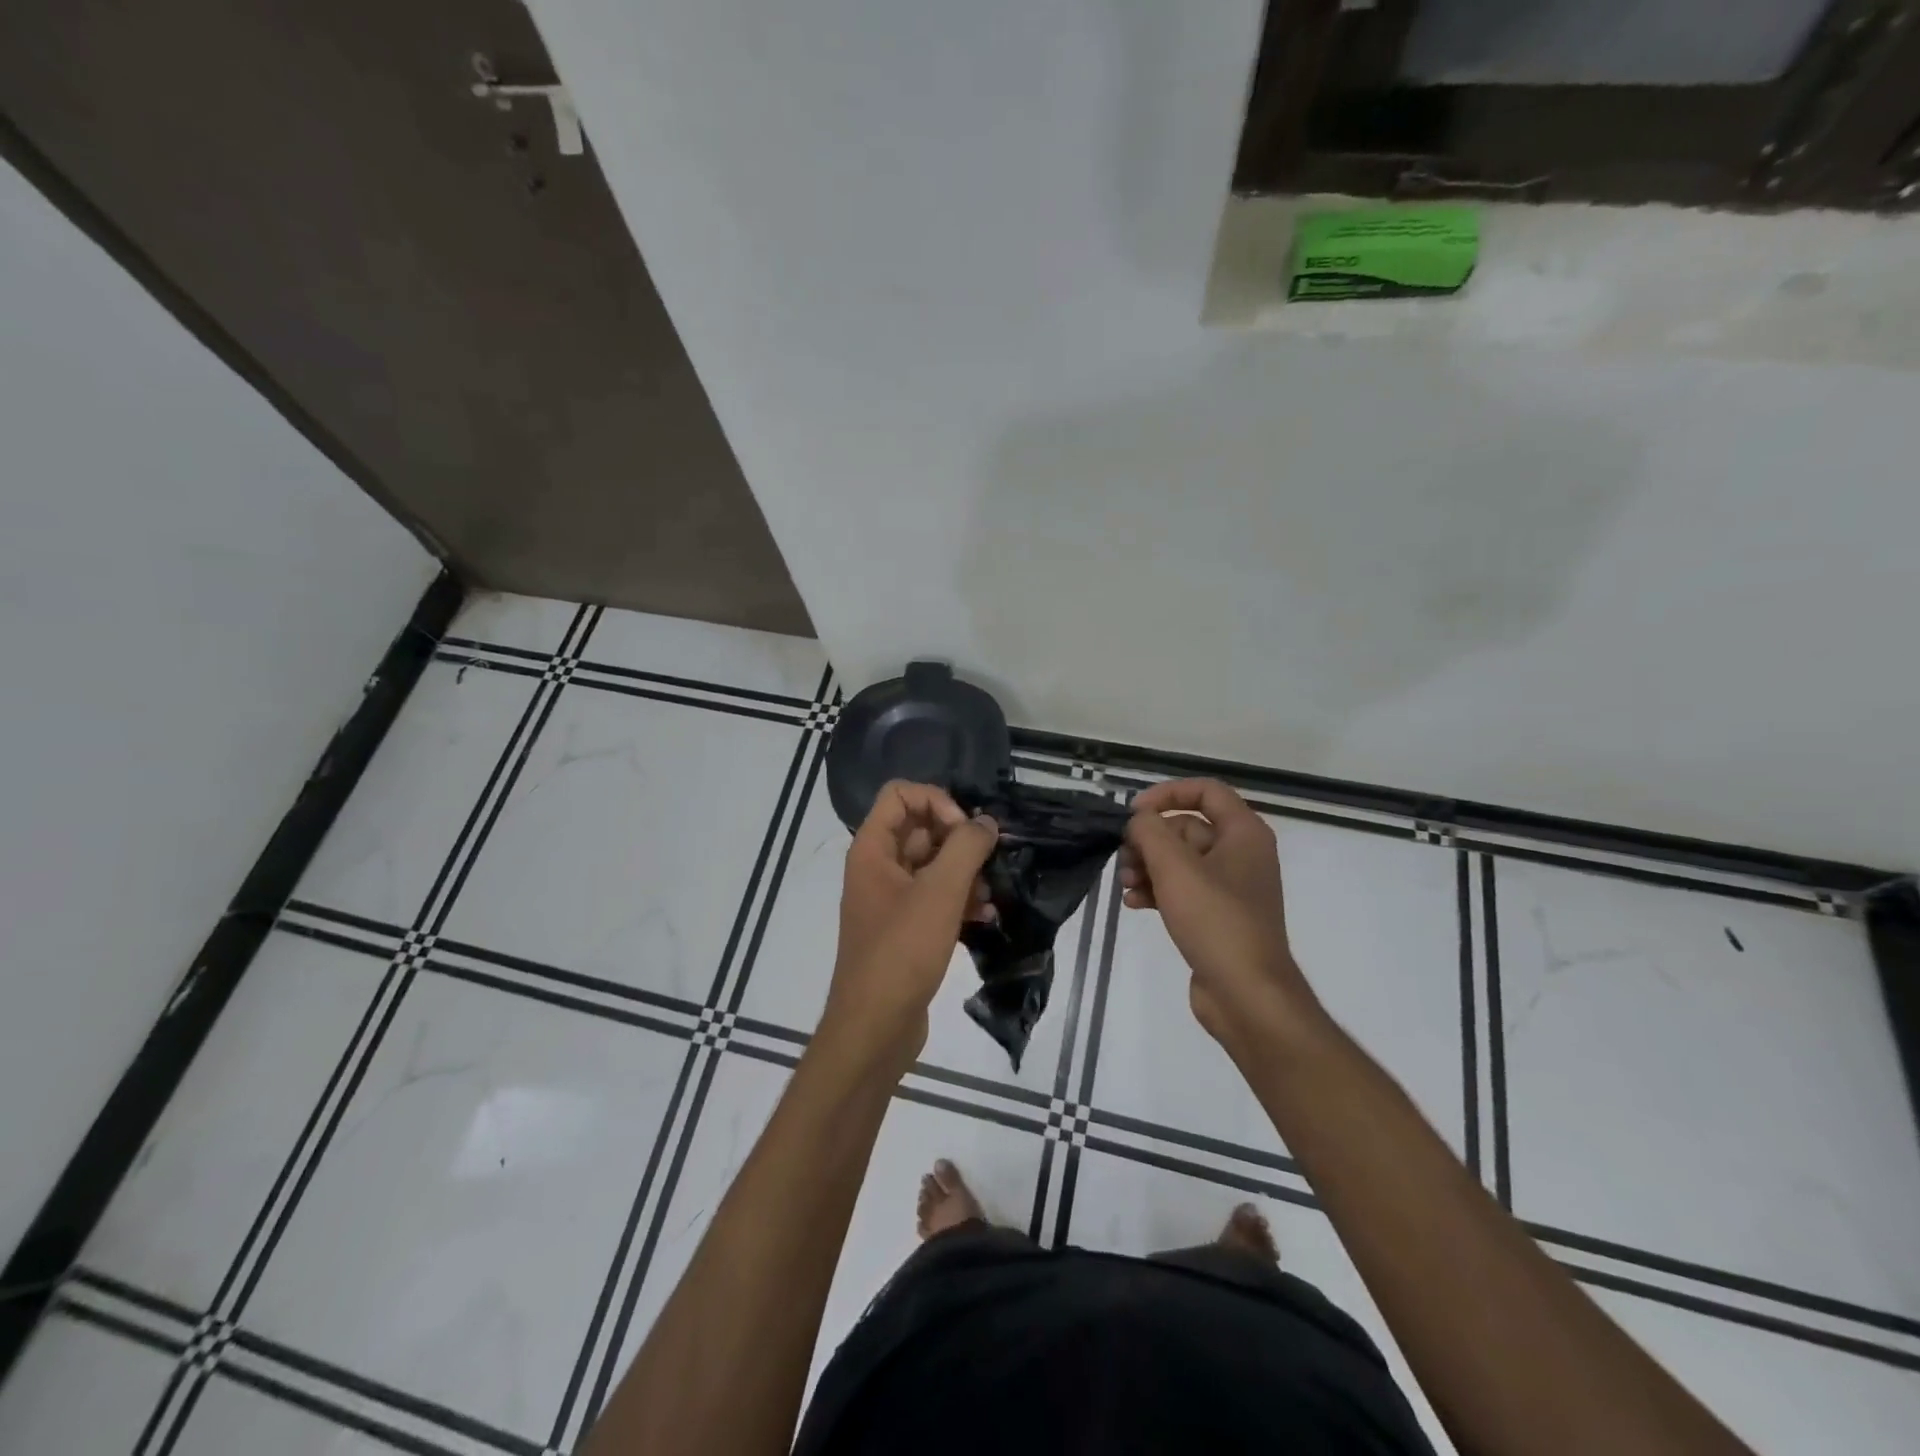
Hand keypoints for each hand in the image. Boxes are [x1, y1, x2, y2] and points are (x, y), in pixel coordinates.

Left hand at [822, 781, 998, 1073]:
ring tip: (989, 896)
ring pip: (933, 865)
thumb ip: (966, 848)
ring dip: (965, 874)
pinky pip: (935, 898)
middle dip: (959, 841)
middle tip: (989, 862)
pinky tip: (985, 919)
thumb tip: (986, 822)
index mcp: (872, 849)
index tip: (963, 831)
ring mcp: (891, 900)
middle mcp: (877, 867)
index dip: (936, 802)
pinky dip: (960, 901)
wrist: (875, 1027)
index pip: (900, 794)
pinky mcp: (906, 929)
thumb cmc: (902, 951)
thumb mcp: (939, 893)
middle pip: (921, 828)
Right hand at [1121, 779, 1322, 1054]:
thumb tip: (1138, 821)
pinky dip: (1157, 891)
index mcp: (1244, 833)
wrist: (1246, 995)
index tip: (1134, 812)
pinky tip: (1133, 904)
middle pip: (1186, 828)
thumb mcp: (1175, 867)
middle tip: (1124, 858)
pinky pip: (1182, 890)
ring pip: (1180, 861)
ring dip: (1148, 867)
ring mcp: (1230, 888)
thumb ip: (1150, 832)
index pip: (1206, 791)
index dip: (1167, 794)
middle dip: (1150, 840)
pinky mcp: (1217, 916)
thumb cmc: (1215, 920)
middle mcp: (1241, 854)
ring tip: (1125, 885)